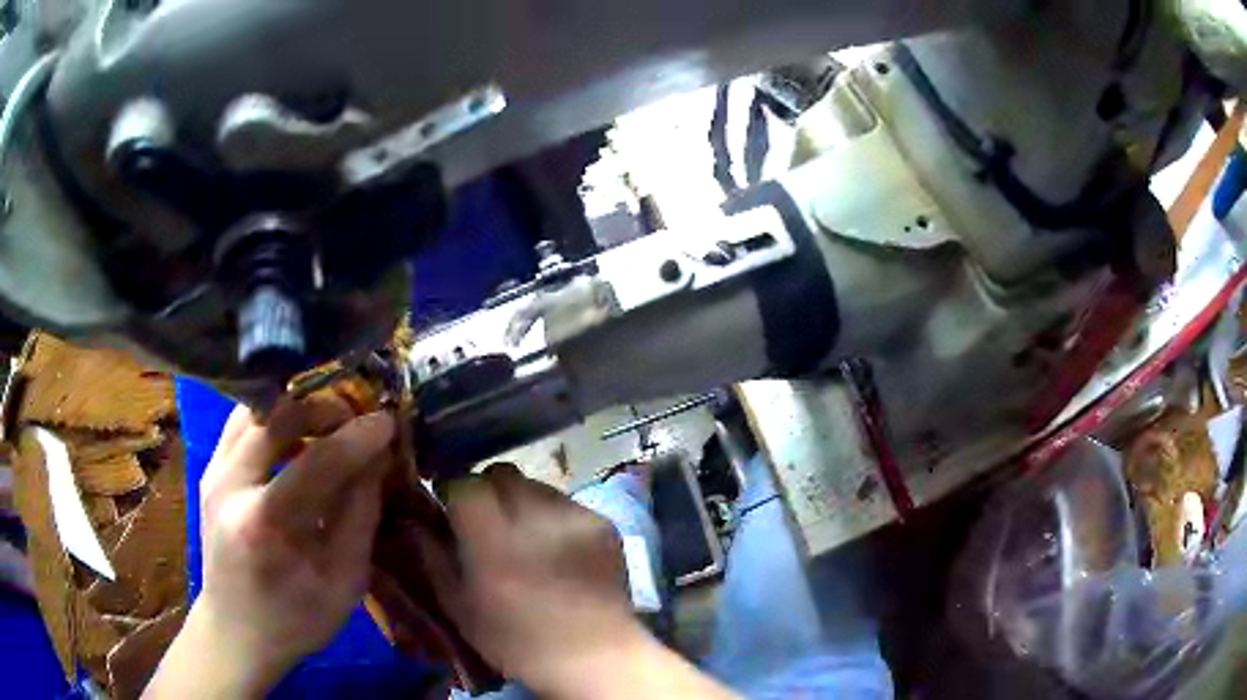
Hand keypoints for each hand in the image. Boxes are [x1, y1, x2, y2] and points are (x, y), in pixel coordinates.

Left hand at [146, 397, 394, 697]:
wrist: (236, 631)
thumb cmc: (295, 620)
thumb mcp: (344, 582)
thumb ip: (360, 516)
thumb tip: (378, 459)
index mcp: (265, 524)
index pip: (317, 461)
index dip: (358, 438)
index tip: (387, 421)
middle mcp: (230, 485)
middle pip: (277, 416)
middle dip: (323, 407)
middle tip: (355, 417)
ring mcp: (213, 472)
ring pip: (256, 409)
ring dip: (296, 408)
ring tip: (328, 423)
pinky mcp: (210, 469)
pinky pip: (242, 423)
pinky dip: (273, 418)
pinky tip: (296, 436)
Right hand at [424, 464, 640, 694]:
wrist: (594, 657)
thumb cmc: (517, 642)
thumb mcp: (460, 609)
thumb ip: (432, 559)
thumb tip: (414, 521)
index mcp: (493, 542)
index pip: (466, 483)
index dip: (454, 491)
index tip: (451, 508)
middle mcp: (535, 519)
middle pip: (502, 473)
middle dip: (488, 491)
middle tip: (488, 523)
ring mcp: (575, 517)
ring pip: (536, 485)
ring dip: (523, 503)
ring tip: (527, 538)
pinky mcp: (604, 524)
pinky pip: (568, 504)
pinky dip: (555, 518)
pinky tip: (559, 551)